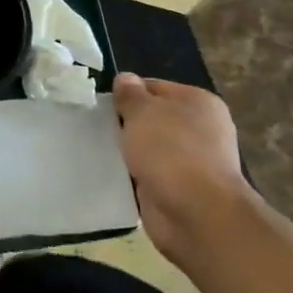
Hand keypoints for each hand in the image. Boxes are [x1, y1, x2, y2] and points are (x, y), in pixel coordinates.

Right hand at [113, 74, 260, 269]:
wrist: (196, 212)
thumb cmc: (170, 151)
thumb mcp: (142, 112)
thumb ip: (130, 94)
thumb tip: (125, 79)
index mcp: (198, 102)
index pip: (153, 87)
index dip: (126, 93)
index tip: (101, 104)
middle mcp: (199, 129)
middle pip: (151, 118)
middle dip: (125, 123)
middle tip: (94, 126)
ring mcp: (191, 161)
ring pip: (148, 147)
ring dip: (128, 150)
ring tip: (97, 149)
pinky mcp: (179, 188)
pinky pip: (148, 173)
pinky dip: (132, 174)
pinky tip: (110, 173)